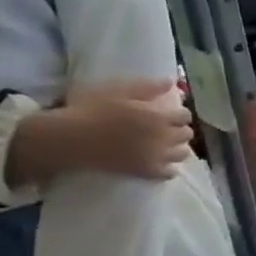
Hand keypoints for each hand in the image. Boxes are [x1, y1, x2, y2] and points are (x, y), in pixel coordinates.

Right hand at [7, 79, 193, 186]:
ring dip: (176, 148)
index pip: (185, 115)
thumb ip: (147, 87)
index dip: (178, 114)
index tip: (168, 114)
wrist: (68, 138)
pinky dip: (169, 168)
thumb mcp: (118, 90)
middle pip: (187, 134)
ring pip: (183, 153)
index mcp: (158, 116)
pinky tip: (160, 163)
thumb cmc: (90, 109)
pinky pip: (170, 173)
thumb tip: (171, 82)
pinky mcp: (146, 172)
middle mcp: (163, 137)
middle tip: (165, 129)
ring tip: (163, 145)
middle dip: (179, 130)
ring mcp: (156, 156)